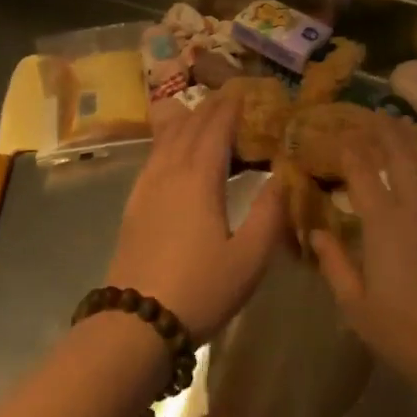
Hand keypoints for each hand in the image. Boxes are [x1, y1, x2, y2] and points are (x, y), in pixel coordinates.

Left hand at [103, 91, 286, 343]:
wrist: (135, 323)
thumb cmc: (200, 289)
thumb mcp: (249, 258)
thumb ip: (269, 213)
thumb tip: (283, 176)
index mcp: (200, 178)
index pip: (215, 129)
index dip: (230, 108)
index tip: (245, 92)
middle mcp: (171, 172)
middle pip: (189, 127)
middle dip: (210, 108)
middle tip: (229, 97)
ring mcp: (147, 187)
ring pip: (166, 139)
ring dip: (186, 120)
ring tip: (202, 113)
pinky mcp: (134, 205)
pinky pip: (153, 156)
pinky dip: (168, 140)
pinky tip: (172, 150)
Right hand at [311, 116, 416, 395]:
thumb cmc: (406, 331)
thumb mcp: (356, 305)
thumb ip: (335, 263)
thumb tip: (318, 231)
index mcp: (385, 220)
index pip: (363, 169)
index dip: (349, 147)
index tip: (337, 132)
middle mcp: (416, 205)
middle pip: (400, 153)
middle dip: (384, 129)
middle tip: (372, 113)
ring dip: (411, 141)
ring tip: (400, 126)